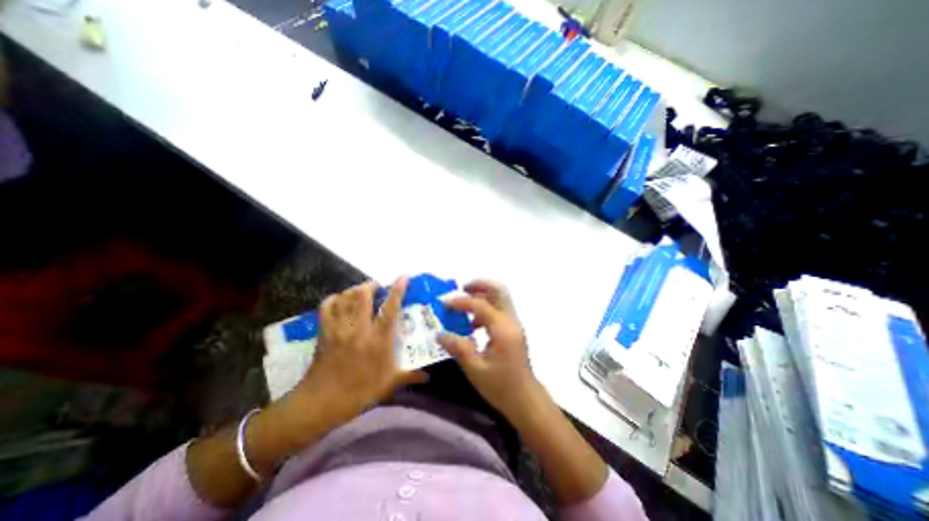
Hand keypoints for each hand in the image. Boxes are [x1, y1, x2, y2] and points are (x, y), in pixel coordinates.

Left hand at [284, 276, 426, 442]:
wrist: (321, 403)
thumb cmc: (359, 392)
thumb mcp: (389, 384)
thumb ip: (410, 376)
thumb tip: (429, 375)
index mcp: (378, 338)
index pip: (390, 308)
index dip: (398, 289)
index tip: (403, 276)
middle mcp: (359, 328)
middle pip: (363, 295)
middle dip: (371, 285)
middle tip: (378, 287)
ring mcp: (339, 328)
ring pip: (346, 297)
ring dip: (354, 290)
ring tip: (361, 292)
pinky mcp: (324, 331)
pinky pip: (327, 306)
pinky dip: (334, 298)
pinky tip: (340, 300)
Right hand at [438, 282, 541, 421]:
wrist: (525, 400)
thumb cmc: (501, 387)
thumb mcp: (475, 369)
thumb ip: (458, 348)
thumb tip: (439, 334)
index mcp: (502, 329)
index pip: (480, 305)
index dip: (461, 301)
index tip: (444, 303)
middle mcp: (511, 321)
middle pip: (499, 290)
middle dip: (479, 285)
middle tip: (461, 289)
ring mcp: (514, 324)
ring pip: (500, 298)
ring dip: (482, 296)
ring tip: (463, 305)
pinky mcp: (513, 330)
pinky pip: (499, 310)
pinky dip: (486, 308)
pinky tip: (472, 324)